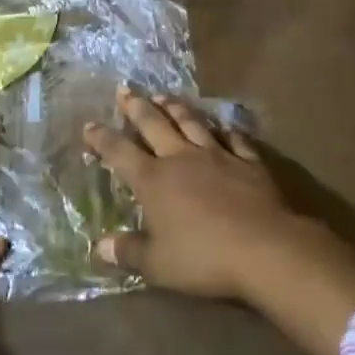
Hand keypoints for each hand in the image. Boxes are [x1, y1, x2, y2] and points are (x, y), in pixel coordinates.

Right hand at [81, 89, 291, 301]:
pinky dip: (225, 130)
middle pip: (154, 124)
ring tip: (163, 95)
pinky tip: (222, 126)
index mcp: (154, 180)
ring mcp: (217, 155)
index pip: (120, 152)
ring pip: (191, 122)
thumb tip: (99, 246)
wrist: (264, 248)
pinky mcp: (248, 161)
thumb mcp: (158, 265)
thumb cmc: (204, 258)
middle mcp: (181, 158)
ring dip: (175, 107)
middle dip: (136, 106)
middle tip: (125, 90)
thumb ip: (128, 251)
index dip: (102, 138)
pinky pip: (233, 138)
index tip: (89, 125)